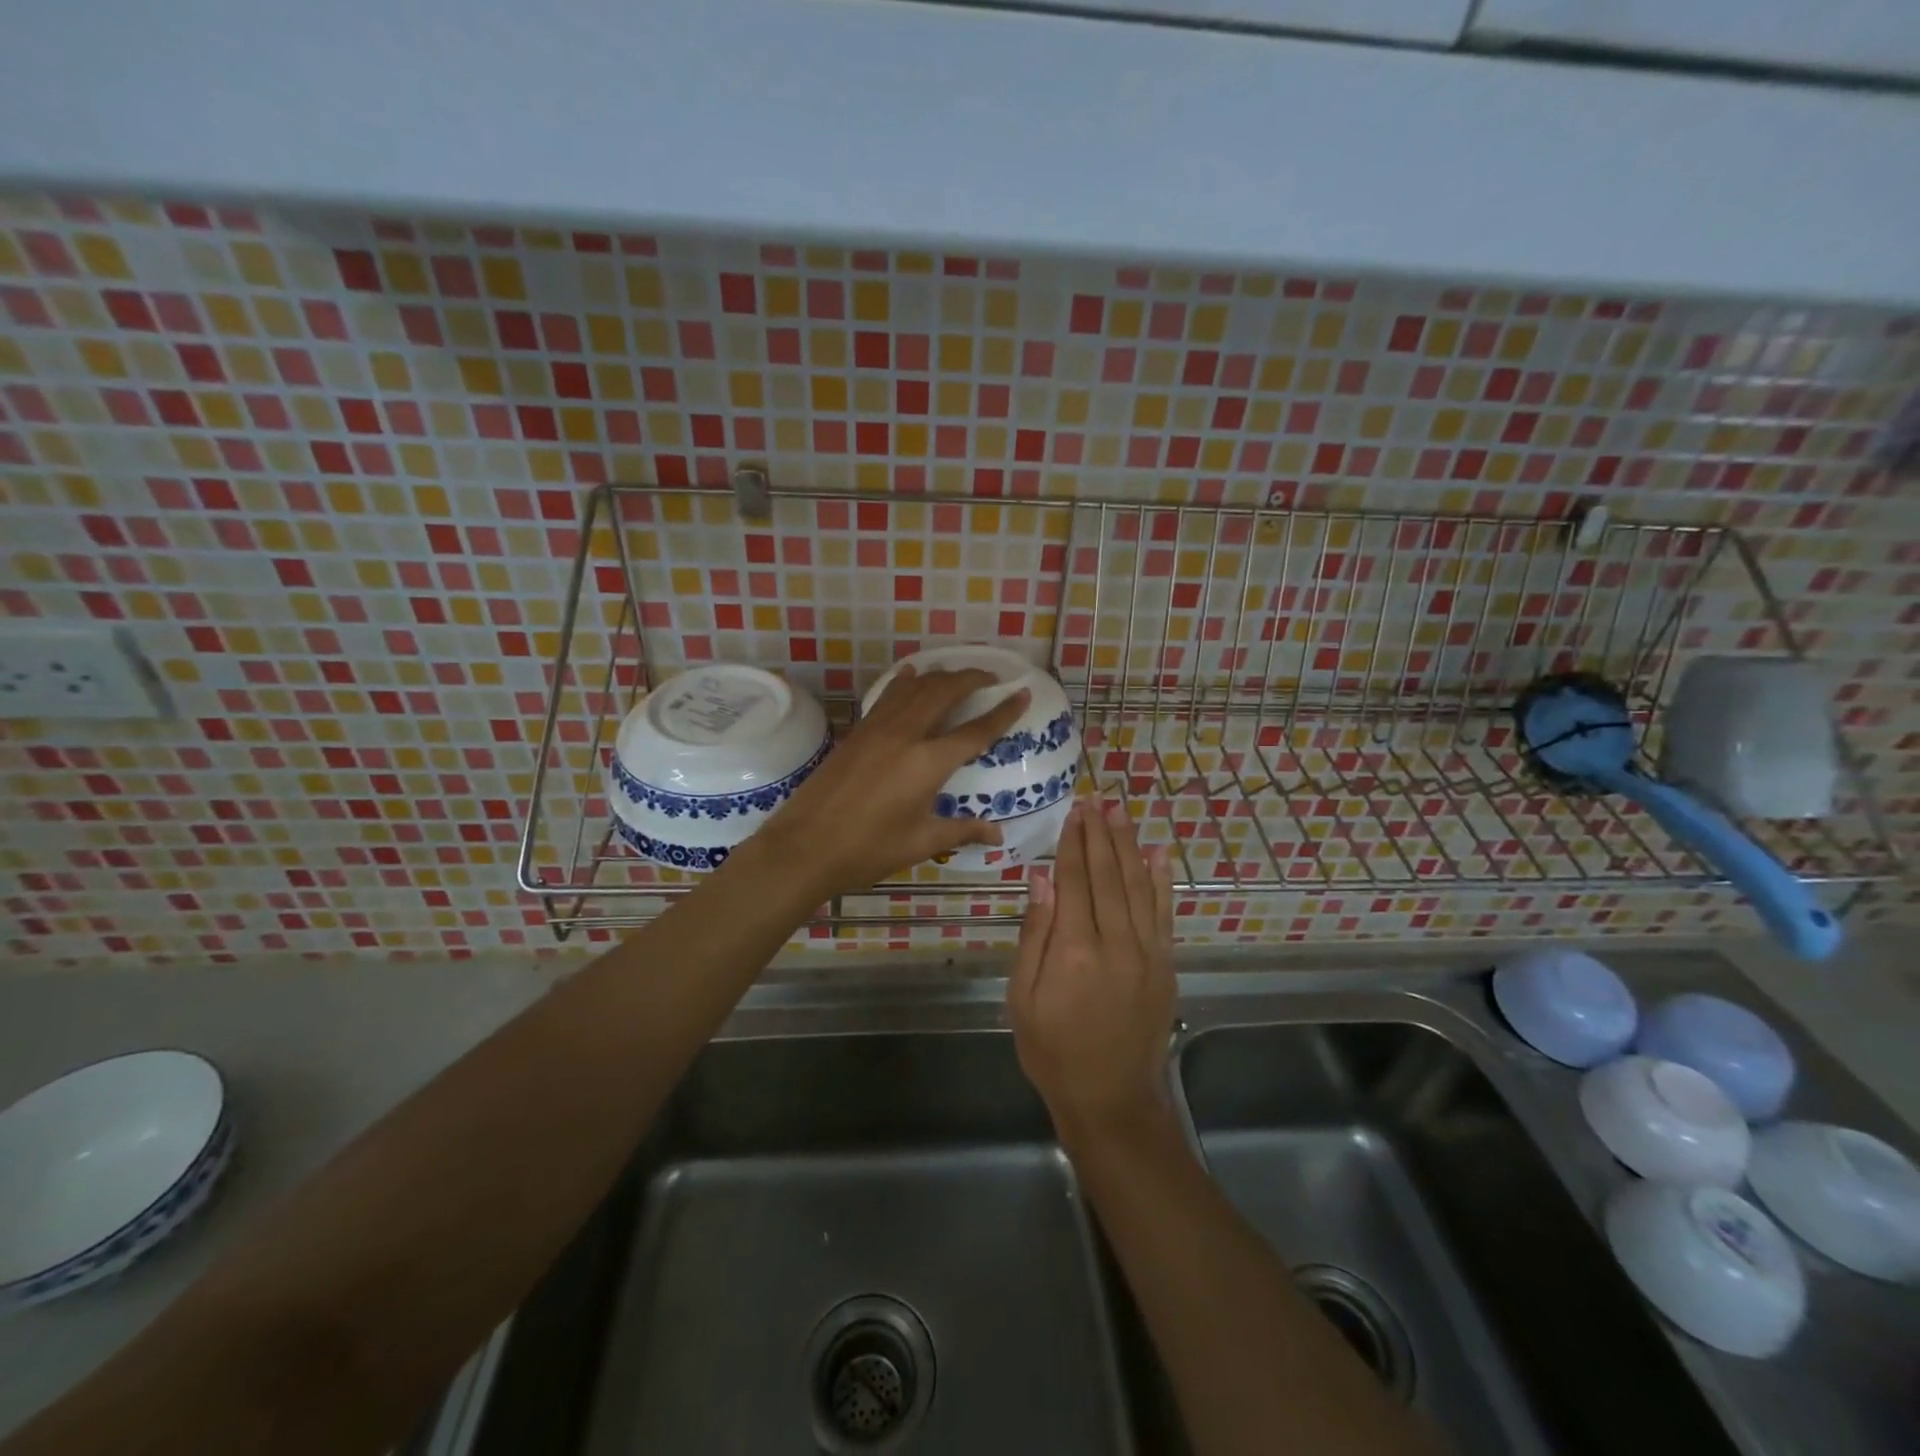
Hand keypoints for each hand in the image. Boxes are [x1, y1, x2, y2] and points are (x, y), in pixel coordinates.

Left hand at [763, 667, 1027, 898]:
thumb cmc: (869, 850)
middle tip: (989, 677)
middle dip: (971, 678)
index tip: (1021, 692)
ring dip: (940, 676)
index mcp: (929, 763)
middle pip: (944, 692)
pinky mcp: (858, 731)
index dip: (1003, 711)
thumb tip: (997, 834)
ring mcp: (878, 728)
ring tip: (956, 676)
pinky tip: (910, 675)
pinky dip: (905, 682)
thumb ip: (962, 830)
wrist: (805, 846)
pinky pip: (889, 696)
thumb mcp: (921, 842)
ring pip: (915, 687)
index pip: (976, 730)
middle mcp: (906, 734)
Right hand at [1009, 799, 1174, 1142]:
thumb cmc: (1053, 1050)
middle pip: (1108, 875)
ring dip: (1129, 845)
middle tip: (1096, 799)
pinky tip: (1158, 853)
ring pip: (1138, 886)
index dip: (1073, 844)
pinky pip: (1164, 913)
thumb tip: (1040, 878)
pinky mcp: (1165, 965)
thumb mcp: (1023, 997)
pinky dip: (1162, 880)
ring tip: (1121, 812)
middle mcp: (1115, 943)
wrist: (1111, 1099)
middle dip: (1101, 834)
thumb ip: (1035, 934)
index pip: (1074, 881)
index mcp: (1073, 951)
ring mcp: (1147, 953)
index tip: (1073, 812)